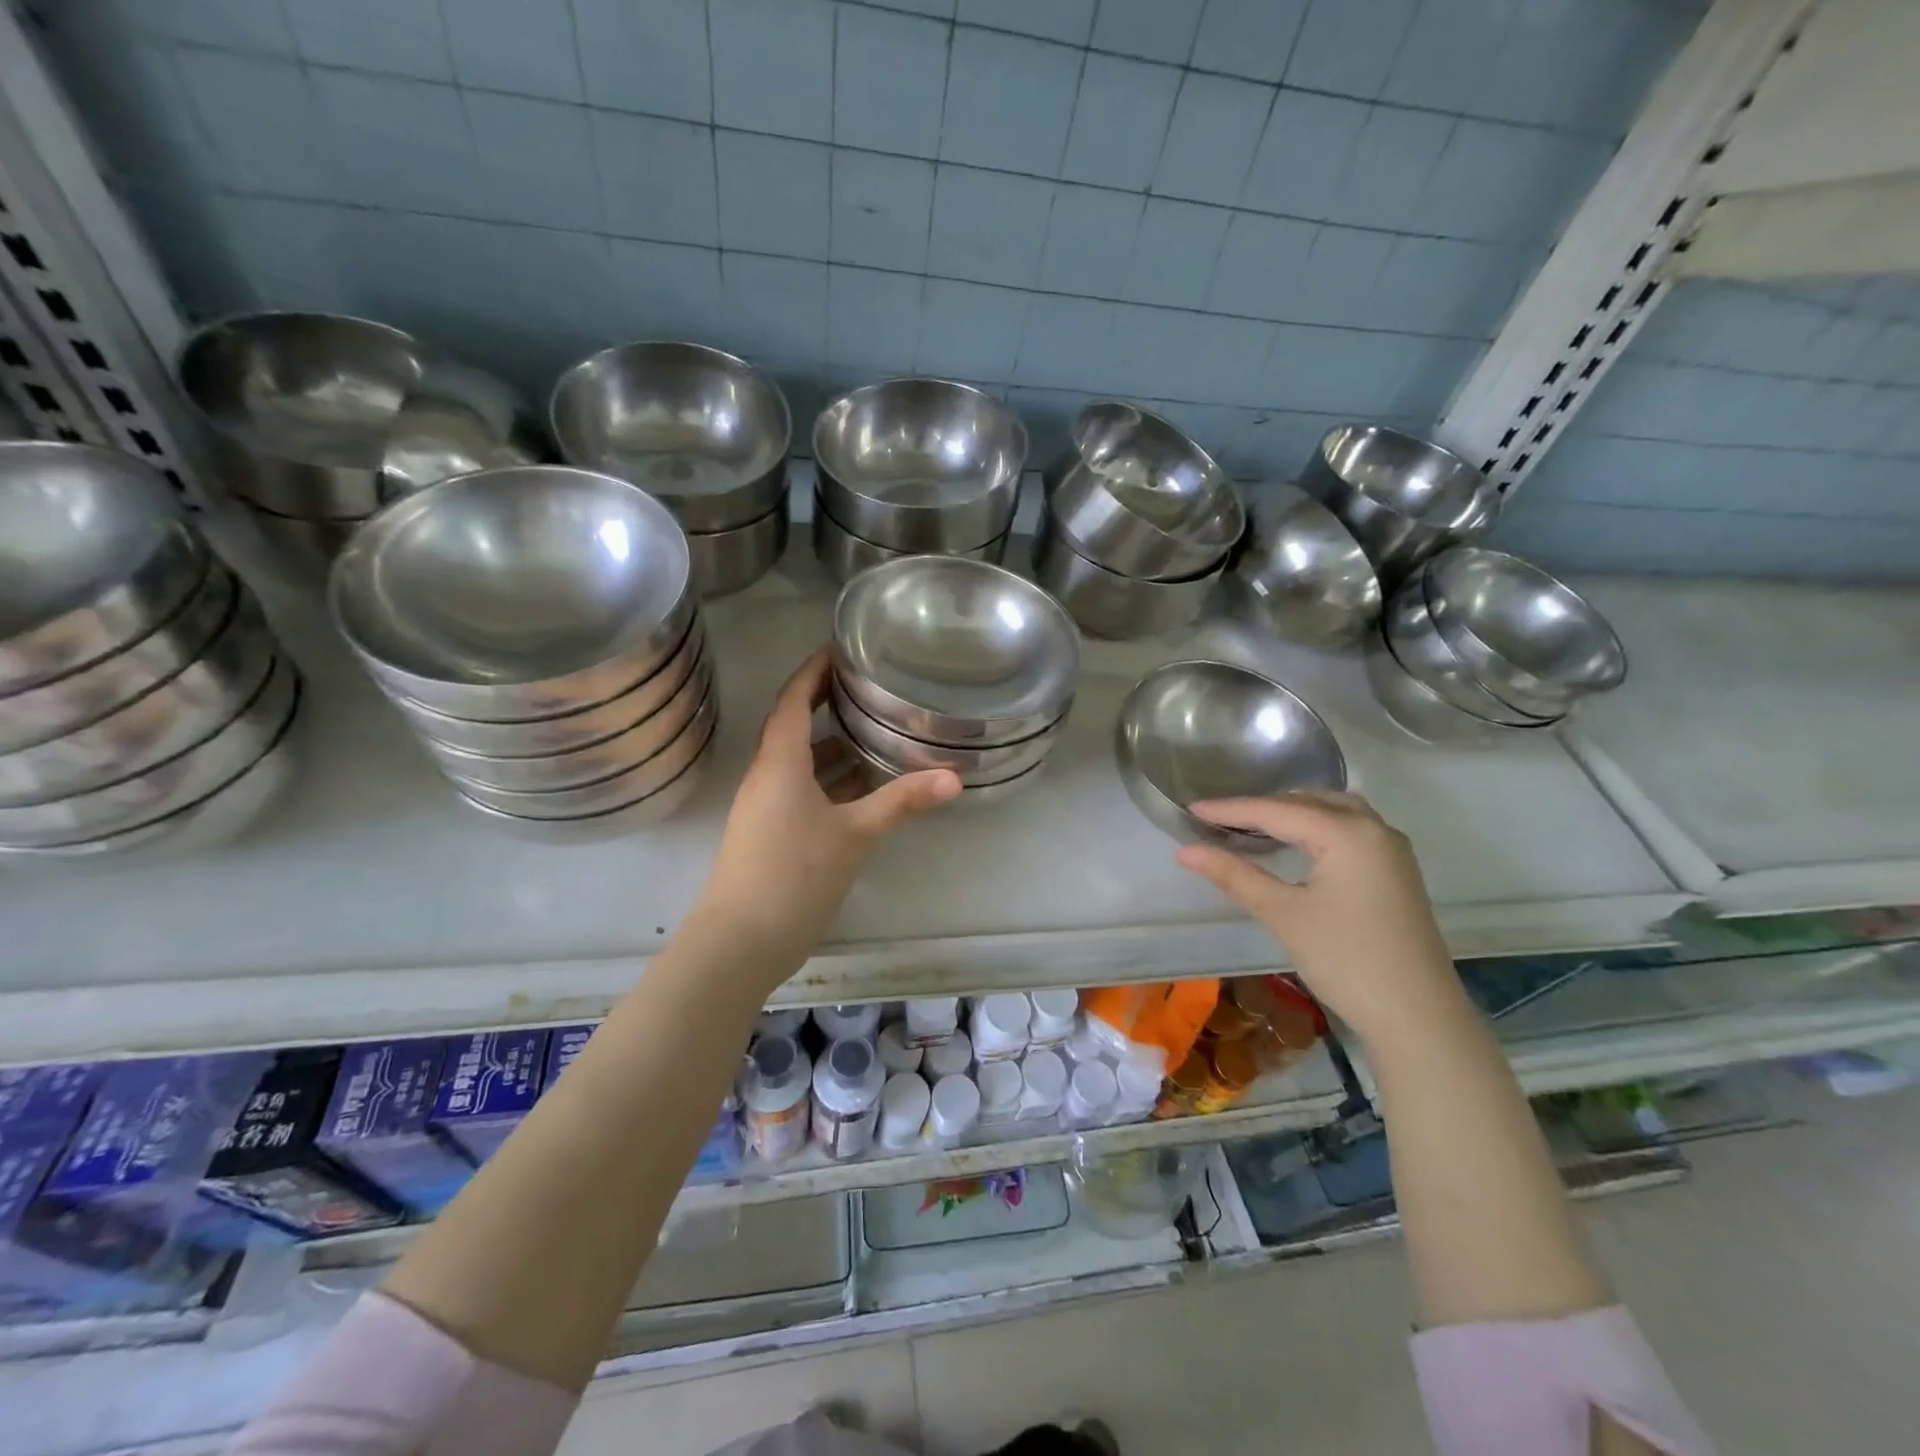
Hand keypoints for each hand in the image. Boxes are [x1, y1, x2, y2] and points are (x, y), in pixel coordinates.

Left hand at [695, 649, 959, 976]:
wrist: (740, 941)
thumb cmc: (794, 874)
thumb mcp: (855, 834)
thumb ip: (902, 802)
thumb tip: (954, 778)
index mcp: (780, 762)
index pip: (793, 700)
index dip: (813, 671)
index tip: (839, 649)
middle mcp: (767, 776)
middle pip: (794, 726)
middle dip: (825, 702)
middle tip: (865, 686)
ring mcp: (765, 807)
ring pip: (799, 762)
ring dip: (831, 746)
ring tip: (873, 732)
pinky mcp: (770, 833)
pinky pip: (801, 790)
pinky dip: (829, 780)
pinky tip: (861, 789)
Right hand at [1174, 791, 1465, 1045]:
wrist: (1418, 1017)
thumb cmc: (1345, 960)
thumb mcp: (1282, 913)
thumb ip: (1234, 874)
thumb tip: (1185, 850)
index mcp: (1347, 832)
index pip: (1276, 810)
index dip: (1231, 810)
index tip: (1191, 809)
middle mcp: (1374, 828)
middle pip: (1307, 802)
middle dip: (1262, 807)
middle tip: (1219, 819)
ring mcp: (1391, 849)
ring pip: (1334, 810)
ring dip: (1294, 811)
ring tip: (1255, 824)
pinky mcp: (1397, 870)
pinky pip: (1351, 828)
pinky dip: (1318, 825)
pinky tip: (1299, 843)